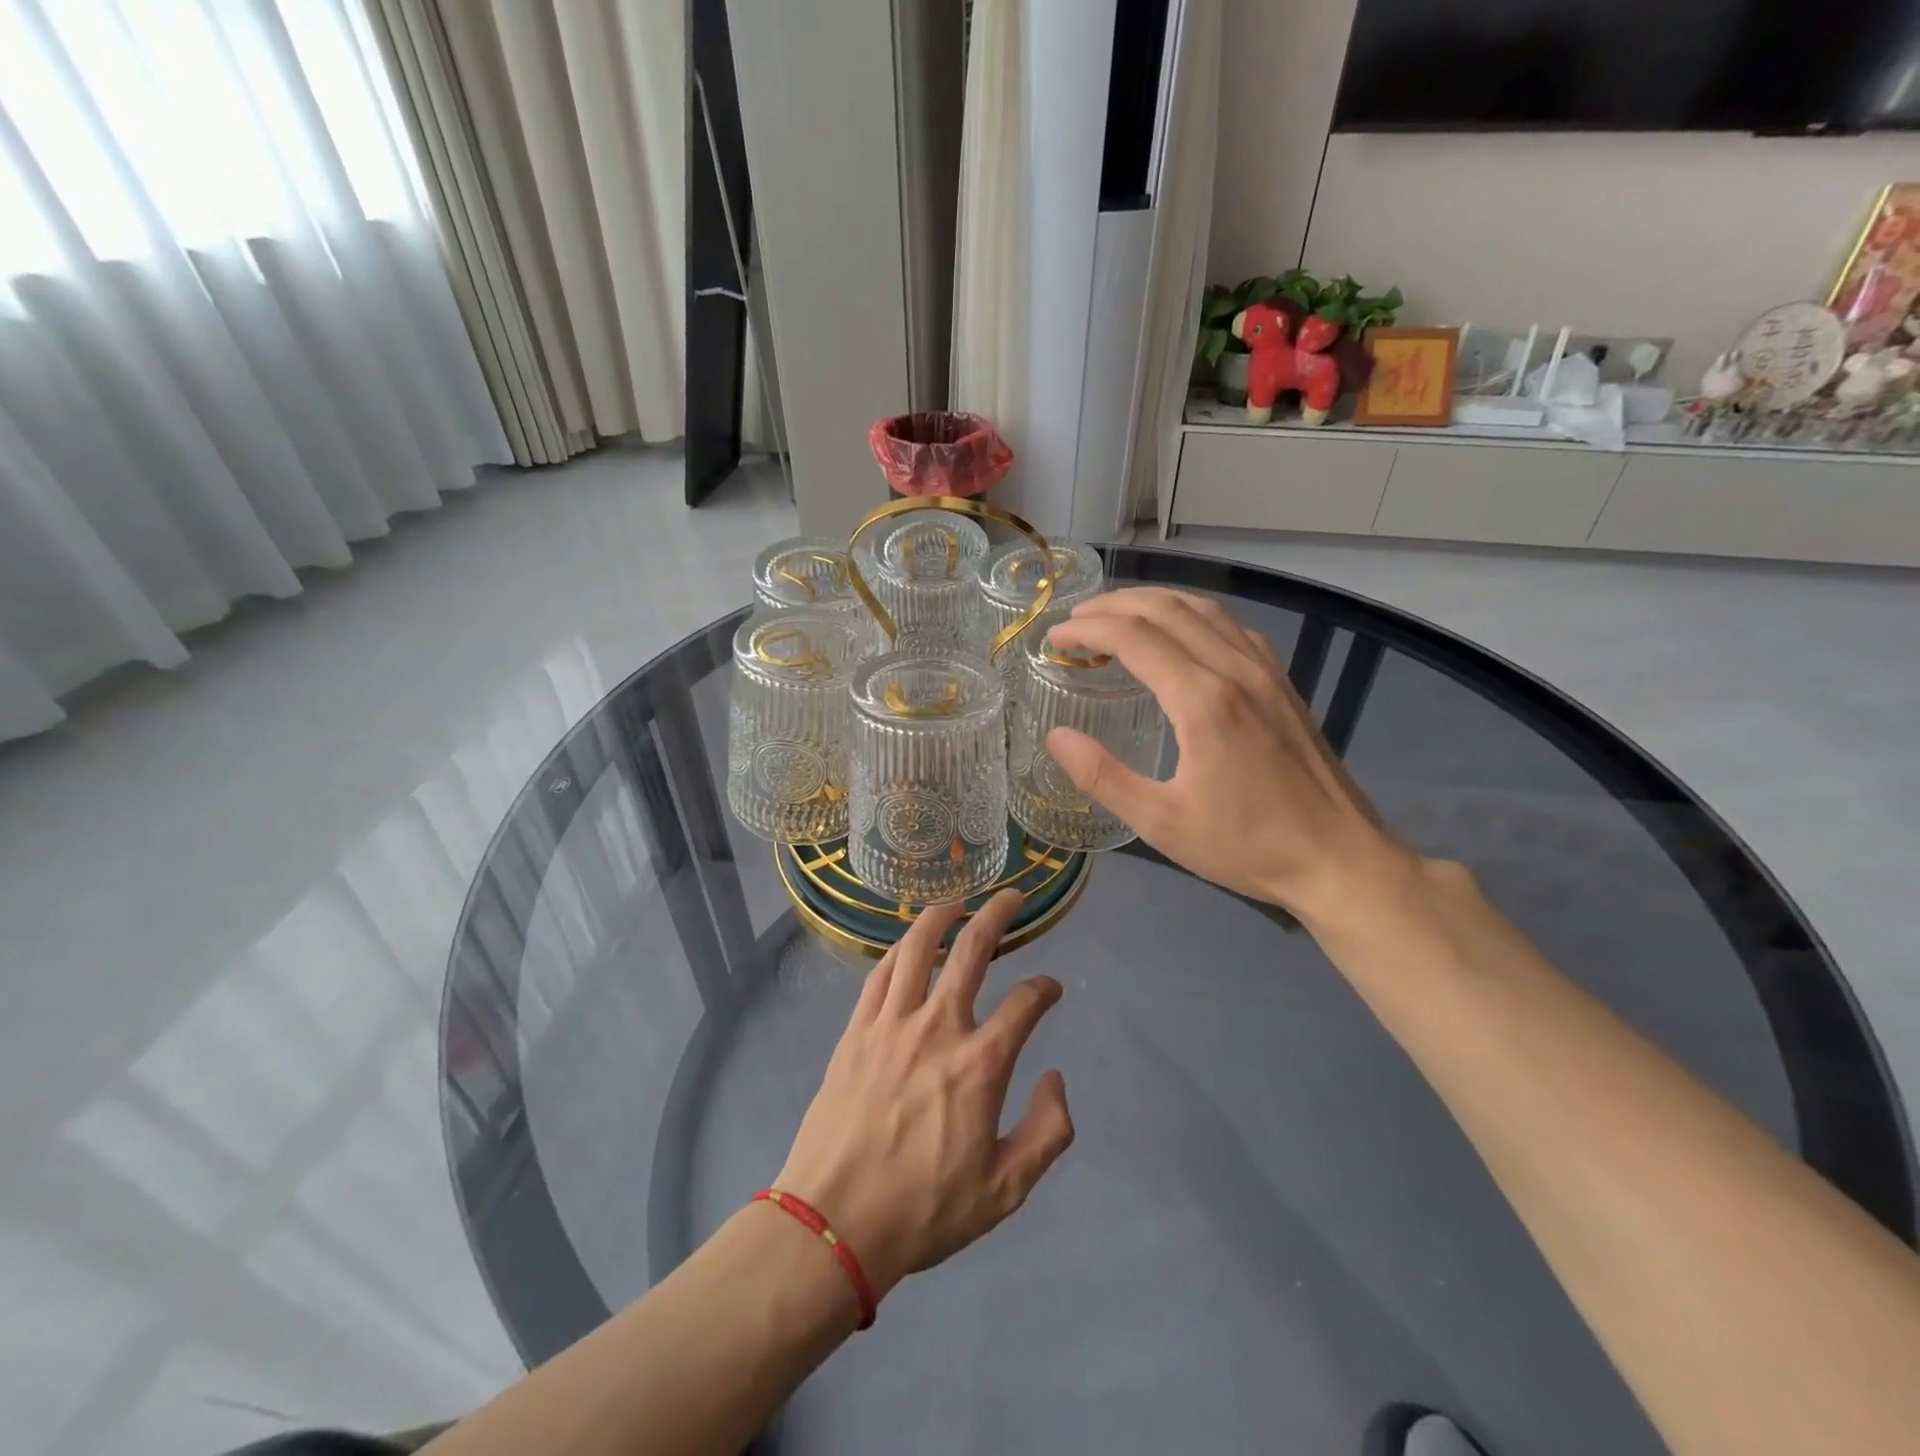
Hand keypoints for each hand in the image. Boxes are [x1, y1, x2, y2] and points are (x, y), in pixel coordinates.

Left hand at [775, 890, 1073, 1300]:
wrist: (834, 1223)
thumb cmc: (923, 1210)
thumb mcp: (1004, 1191)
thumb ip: (1046, 1133)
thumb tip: (1056, 1079)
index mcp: (980, 1064)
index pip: (1025, 1003)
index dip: (1045, 989)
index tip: (1050, 989)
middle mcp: (939, 1027)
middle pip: (972, 950)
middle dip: (998, 916)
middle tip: (1012, 897)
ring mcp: (892, 1023)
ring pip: (918, 948)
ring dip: (942, 917)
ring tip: (958, 901)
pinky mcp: (857, 1029)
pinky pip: (880, 974)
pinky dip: (899, 950)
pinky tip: (908, 944)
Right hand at [1043, 587, 1412, 923]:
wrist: (1339, 860)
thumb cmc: (1246, 846)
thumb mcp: (1162, 822)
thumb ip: (1102, 777)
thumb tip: (1056, 737)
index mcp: (1202, 700)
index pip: (1133, 638)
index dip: (1087, 631)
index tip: (1054, 640)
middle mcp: (1235, 670)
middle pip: (1166, 610)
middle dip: (1113, 606)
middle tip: (1075, 622)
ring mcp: (1266, 672)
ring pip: (1203, 610)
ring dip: (1153, 602)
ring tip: (1117, 614)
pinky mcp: (1283, 684)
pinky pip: (1231, 628)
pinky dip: (1193, 616)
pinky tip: (1181, 634)